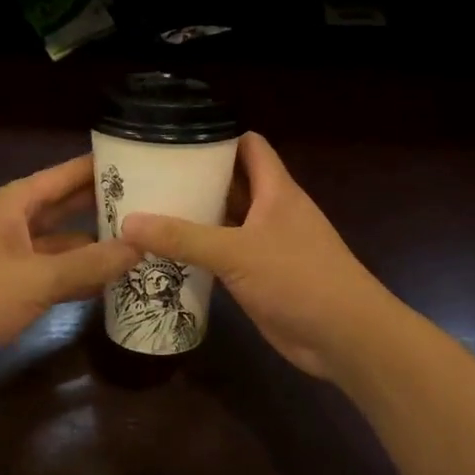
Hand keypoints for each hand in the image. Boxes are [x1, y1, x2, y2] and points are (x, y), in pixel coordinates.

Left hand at [0, 154, 139, 389]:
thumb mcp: (36, 279)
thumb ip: (90, 263)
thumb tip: (142, 246)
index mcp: (17, 201)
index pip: (69, 173)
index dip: (105, 166)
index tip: (147, 162)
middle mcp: (17, 218)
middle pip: (70, 203)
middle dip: (108, 204)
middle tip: (157, 203)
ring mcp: (16, 251)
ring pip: (66, 238)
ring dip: (98, 241)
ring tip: (146, 241)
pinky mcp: (15, 281)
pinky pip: (57, 267)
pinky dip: (82, 271)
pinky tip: (115, 279)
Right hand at [121, 133, 398, 380]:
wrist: (346, 337)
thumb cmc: (299, 278)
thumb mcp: (236, 253)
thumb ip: (183, 237)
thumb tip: (129, 222)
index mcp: (275, 189)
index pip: (248, 145)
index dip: (217, 136)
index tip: (175, 137)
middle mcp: (271, 210)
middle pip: (232, 181)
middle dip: (195, 177)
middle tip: (148, 174)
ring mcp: (266, 244)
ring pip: (226, 219)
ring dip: (195, 214)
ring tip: (148, 208)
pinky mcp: (260, 275)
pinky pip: (224, 253)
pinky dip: (201, 250)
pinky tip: (166, 253)